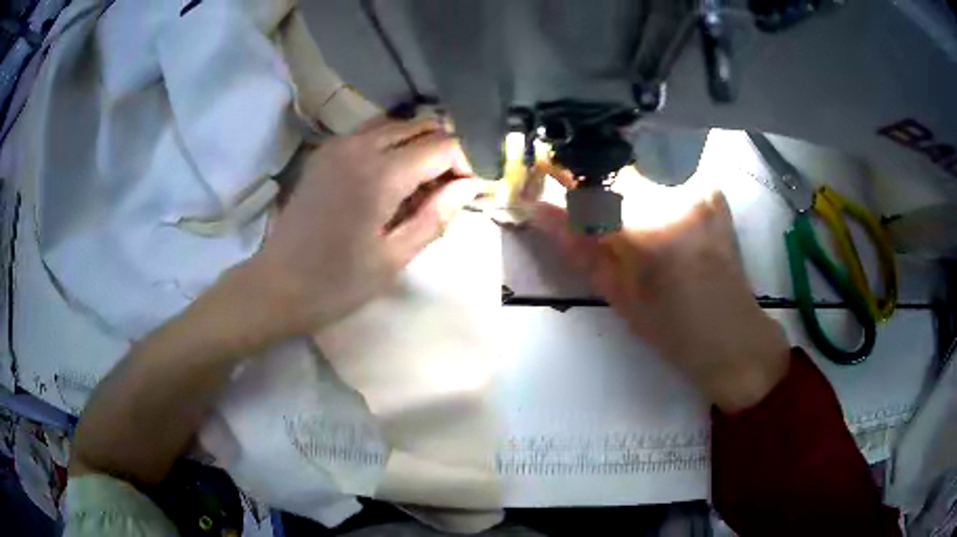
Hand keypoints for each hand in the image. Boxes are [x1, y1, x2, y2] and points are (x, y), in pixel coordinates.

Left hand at [239, 116, 479, 340]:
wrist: (277, 285)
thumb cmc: (337, 282)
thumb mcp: (394, 258)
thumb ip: (435, 216)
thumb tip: (469, 186)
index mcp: (381, 174)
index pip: (442, 146)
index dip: (465, 162)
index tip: (469, 190)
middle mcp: (360, 146)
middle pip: (420, 125)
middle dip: (443, 149)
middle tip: (448, 186)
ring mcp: (338, 145)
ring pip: (395, 124)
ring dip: (416, 144)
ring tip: (421, 180)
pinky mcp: (324, 153)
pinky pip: (369, 133)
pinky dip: (390, 144)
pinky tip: (390, 176)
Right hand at [531, 190, 789, 412]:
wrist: (732, 337)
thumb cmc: (672, 331)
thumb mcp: (618, 296)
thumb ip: (578, 248)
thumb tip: (536, 211)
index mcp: (650, 230)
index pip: (591, 190)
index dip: (568, 193)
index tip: (553, 199)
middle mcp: (677, 197)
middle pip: (618, 180)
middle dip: (602, 202)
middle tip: (605, 236)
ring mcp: (700, 190)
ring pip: (643, 183)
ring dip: (630, 205)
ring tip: (641, 242)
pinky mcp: (712, 192)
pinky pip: (668, 187)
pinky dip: (656, 205)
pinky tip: (667, 234)